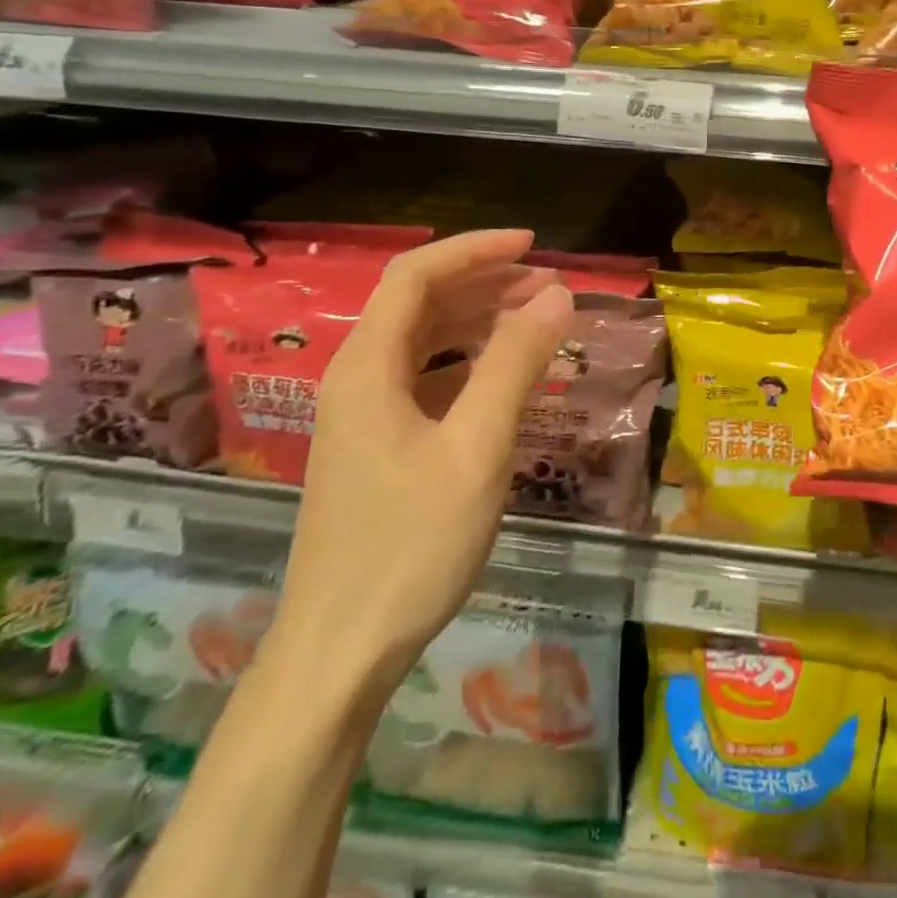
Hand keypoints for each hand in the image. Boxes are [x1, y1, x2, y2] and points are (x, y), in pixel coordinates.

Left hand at [267, 230, 572, 694]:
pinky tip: (502, 375)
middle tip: (549, 286)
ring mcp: (362, 415)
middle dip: (485, 283)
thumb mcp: (477, 449)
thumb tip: (557, 296)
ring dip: (477, 320)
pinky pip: (424, 379)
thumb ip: (515, 365)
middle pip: (419, 304)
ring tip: (536, 319)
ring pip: (422, 342)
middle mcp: (357, 379)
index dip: (475, 250)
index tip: (533, 245)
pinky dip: (467, 362)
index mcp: (368, 367)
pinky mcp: (375, 446)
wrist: (340, 652)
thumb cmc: (410, 545)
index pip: (417, 276)